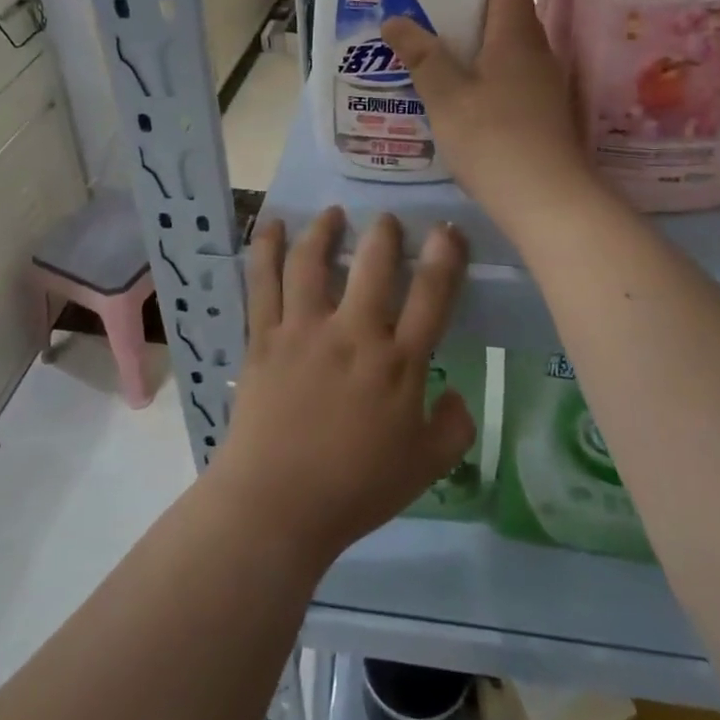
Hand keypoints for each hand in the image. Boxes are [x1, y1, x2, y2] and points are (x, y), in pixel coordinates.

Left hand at [212, 209, 473, 570]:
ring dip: (324, 230)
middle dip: (384, 232)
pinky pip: (263, 282)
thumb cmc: (356, 488)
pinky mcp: (264, 336)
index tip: (447, 229)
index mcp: (397, 363)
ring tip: (333, 214)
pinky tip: (271, 226)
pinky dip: (266, 248)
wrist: (277, 505)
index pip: (431, 295)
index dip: (444, 256)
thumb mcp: (424, 468)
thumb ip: (453, 428)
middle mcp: (353, 334)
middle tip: (387, 219)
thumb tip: (456, 394)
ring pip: (313, 262)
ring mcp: (304, 330)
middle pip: (373, 264)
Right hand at [382, 0, 590, 225]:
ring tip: (432, 34)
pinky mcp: (539, 107)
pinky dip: (482, 62)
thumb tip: (393, 20)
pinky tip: (455, 79)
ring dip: (475, 32)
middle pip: (506, 6)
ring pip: (506, 41)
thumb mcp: (446, 95)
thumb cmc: (494, 138)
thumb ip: (421, 55)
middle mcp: (535, 48)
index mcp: (515, 33)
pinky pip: (508, 68)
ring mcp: (542, 79)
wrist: (547, 200)